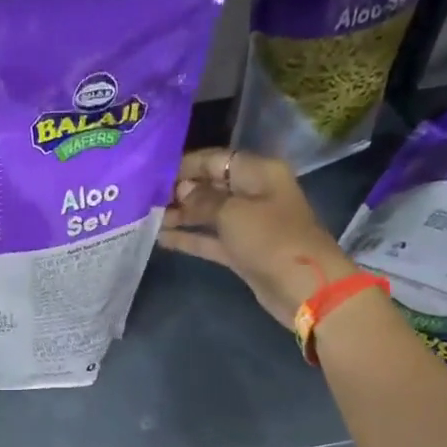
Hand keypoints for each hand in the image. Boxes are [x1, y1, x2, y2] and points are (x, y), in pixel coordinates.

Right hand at [158, 149, 356, 327]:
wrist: (302, 287)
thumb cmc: (270, 239)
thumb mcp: (232, 213)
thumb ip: (202, 200)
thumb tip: (181, 192)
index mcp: (258, 172)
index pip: (216, 159)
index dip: (186, 165)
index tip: (154, 173)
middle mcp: (253, 193)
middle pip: (210, 185)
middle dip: (179, 191)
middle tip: (144, 198)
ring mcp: (247, 224)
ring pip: (208, 213)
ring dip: (180, 215)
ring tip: (147, 217)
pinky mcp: (241, 251)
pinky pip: (210, 238)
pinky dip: (189, 237)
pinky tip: (161, 238)